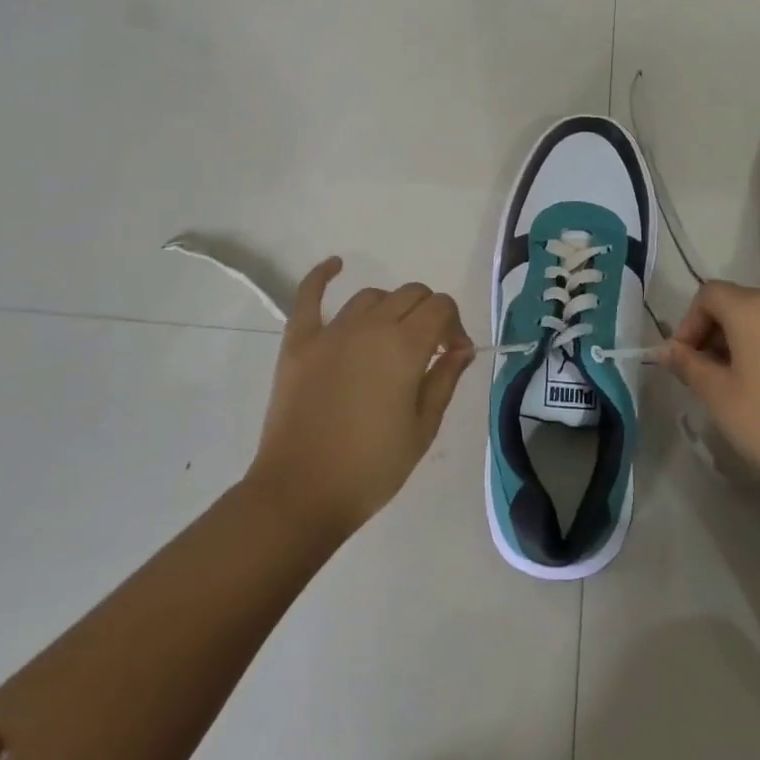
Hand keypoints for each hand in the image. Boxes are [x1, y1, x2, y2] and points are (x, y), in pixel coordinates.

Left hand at [246, 258, 474, 540]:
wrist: (301, 493)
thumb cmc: (372, 468)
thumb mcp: (423, 428)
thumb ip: (445, 379)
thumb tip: (461, 347)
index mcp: (405, 346)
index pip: (441, 307)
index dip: (454, 325)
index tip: (453, 355)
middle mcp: (371, 326)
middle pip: (410, 294)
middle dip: (428, 313)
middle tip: (427, 351)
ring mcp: (331, 331)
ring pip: (371, 296)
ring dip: (389, 309)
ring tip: (389, 339)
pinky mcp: (299, 341)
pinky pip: (309, 296)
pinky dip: (322, 275)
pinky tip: (335, 265)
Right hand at [658, 281, 759, 528]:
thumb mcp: (719, 398)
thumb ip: (688, 365)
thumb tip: (666, 350)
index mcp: (754, 309)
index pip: (709, 294)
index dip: (690, 323)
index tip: (686, 360)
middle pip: (743, 303)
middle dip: (720, 332)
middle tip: (714, 375)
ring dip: (755, 342)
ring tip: (753, 384)